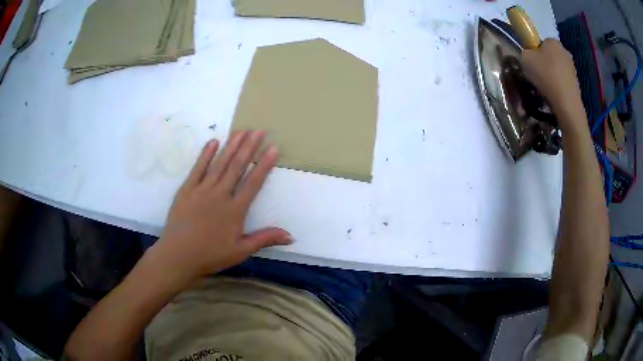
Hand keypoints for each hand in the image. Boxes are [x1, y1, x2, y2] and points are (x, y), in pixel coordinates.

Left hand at [150, 130, 291, 286]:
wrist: (178, 255)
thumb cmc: (211, 255)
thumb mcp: (241, 251)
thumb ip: (265, 239)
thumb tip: (291, 236)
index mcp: (235, 210)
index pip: (253, 183)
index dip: (264, 164)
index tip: (272, 148)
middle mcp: (220, 195)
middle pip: (237, 167)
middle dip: (248, 147)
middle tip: (258, 130)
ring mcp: (201, 190)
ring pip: (219, 164)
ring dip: (231, 146)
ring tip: (241, 131)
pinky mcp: (186, 189)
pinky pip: (197, 168)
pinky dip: (205, 154)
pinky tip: (213, 142)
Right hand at [521, 38, 586, 130]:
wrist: (567, 104)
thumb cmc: (546, 76)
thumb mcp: (525, 59)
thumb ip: (525, 53)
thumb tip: (530, 56)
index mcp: (552, 41)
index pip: (541, 43)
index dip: (535, 52)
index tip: (532, 64)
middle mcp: (565, 51)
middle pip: (550, 55)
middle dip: (544, 64)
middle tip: (538, 76)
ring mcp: (573, 68)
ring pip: (557, 69)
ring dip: (552, 76)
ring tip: (546, 88)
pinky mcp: (577, 83)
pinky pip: (563, 81)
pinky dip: (558, 86)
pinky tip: (555, 94)